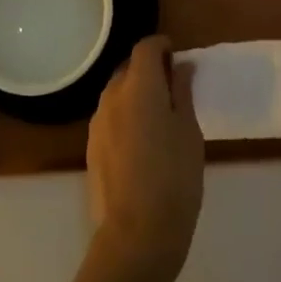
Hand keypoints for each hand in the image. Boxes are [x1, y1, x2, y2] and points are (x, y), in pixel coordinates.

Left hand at [86, 36, 203, 281]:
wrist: (137, 234)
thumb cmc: (175, 178)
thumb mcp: (189, 131)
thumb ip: (182, 92)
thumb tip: (181, 66)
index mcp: (139, 87)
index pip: (145, 48)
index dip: (162, 46)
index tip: (178, 58)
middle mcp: (112, 97)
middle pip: (128, 68)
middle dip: (149, 70)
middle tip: (174, 90)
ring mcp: (97, 123)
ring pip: (117, 93)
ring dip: (136, 94)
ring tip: (160, 119)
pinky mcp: (91, 147)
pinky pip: (110, 117)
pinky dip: (126, 116)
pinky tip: (143, 143)